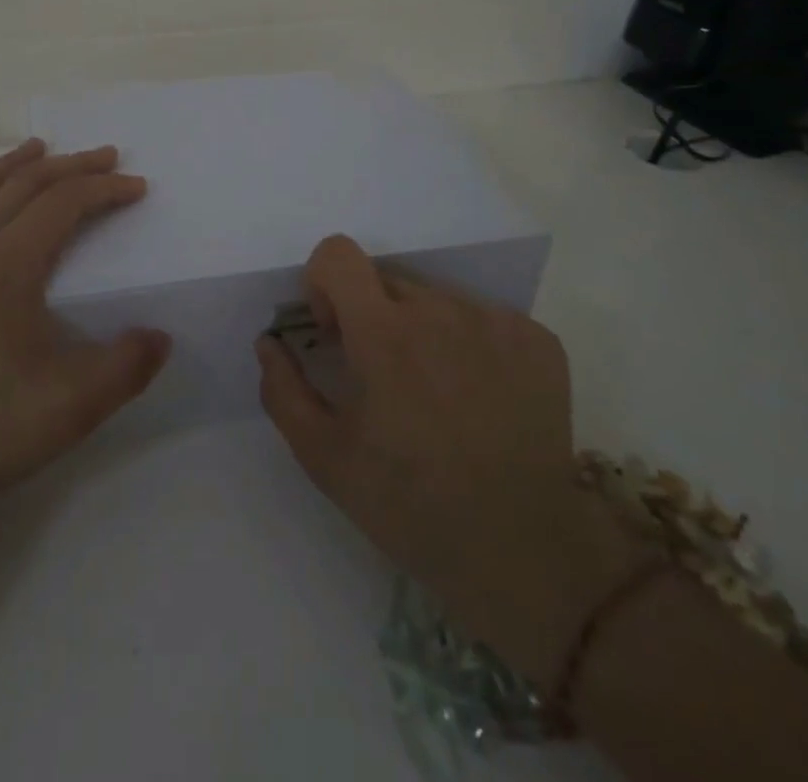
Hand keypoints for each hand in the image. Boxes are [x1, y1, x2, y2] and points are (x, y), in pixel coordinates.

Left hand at [0, 139, 170, 531]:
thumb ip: (125, 368)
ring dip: (18, 163)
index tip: (140, 189)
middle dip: (72, 165)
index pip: (61, 204)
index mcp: (5, 267)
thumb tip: (161, 336)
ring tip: (42, 148)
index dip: (104, 189)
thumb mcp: (70, 408)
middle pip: (24, 184)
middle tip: (110, 157)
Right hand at [255, 235, 645, 683]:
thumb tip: (269, 342)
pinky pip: (484, 319)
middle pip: (387, 282)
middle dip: (373, 318)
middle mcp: (441, 310)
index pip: (338, 254)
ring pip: (437, 301)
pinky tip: (480, 400)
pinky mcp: (537, 339)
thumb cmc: (411, 505)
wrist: (526, 554)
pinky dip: (471, 346)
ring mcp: (495, 321)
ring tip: (439, 397)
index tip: (336, 334)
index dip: (324, 284)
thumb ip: (284, 391)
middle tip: (386, 381)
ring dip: (423, 332)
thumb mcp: (326, 459)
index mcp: (384, 332)